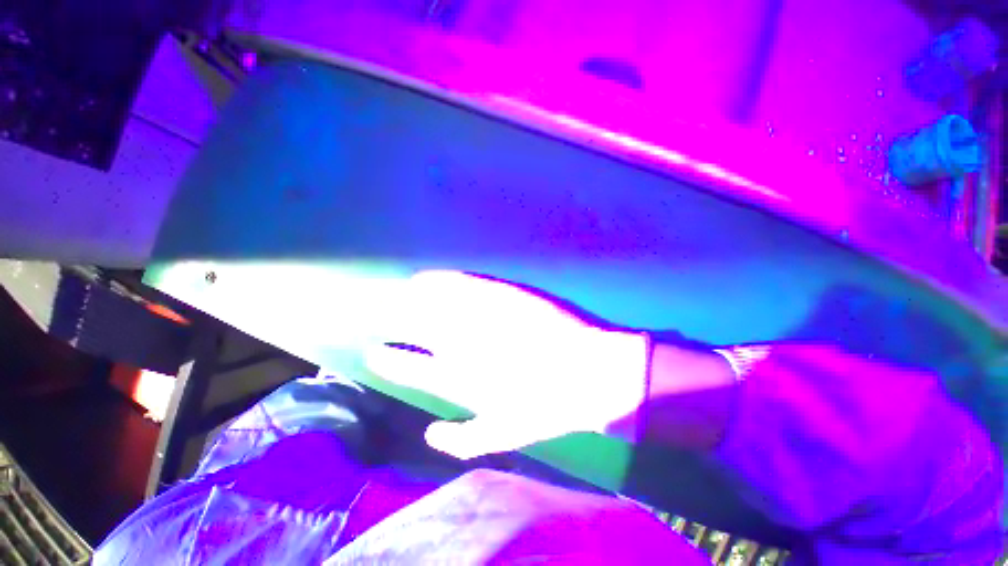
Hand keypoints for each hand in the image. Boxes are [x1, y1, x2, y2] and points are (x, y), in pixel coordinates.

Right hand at [365, 270, 649, 458]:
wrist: (592, 373)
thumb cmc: (549, 406)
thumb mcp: (504, 434)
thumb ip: (464, 438)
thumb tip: (430, 433)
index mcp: (460, 377)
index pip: (410, 366)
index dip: (390, 359)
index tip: (375, 352)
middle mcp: (462, 343)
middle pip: (415, 328)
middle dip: (392, 321)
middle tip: (377, 313)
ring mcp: (481, 316)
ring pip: (433, 302)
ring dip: (412, 297)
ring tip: (402, 292)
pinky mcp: (503, 294)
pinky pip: (463, 283)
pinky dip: (443, 280)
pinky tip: (430, 278)